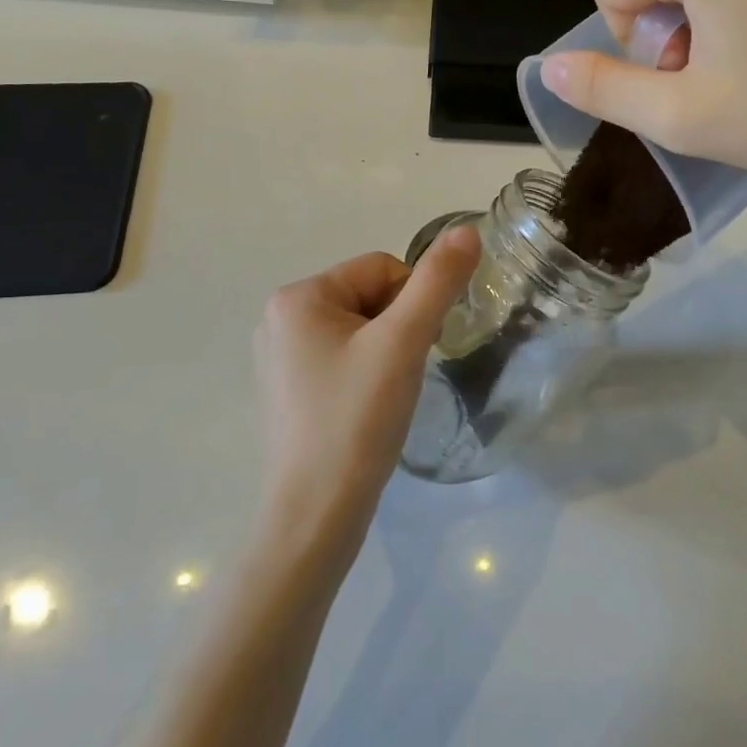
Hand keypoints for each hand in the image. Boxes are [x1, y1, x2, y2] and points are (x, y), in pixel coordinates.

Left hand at [253, 228, 480, 561]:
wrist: (315, 516)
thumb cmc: (357, 420)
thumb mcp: (403, 343)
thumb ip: (437, 282)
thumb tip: (467, 230)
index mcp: (297, 297)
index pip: (381, 269)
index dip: (412, 304)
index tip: (413, 350)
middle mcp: (279, 318)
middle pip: (368, 297)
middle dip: (396, 329)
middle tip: (400, 376)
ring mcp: (278, 357)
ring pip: (358, 329)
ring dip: (384, 353)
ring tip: (384, 397)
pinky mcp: (286, 391)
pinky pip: (340, 359)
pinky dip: (364, 375)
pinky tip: (365, 411)